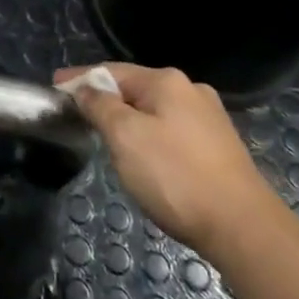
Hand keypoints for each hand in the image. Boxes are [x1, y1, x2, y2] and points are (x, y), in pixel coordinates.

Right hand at [56, 62, 275, 257]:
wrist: (244, 228)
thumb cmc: (175, 176)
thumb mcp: (125, 137)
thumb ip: (100, 106)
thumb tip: (85, 88)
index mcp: (167, 81)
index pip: (111, 71)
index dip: (80, 78)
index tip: (54, 87)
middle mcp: (191, 91)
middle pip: (134, 88)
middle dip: (104, 99)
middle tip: (77, 114)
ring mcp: (209, 119)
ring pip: (154, 111)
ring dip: (127, 119)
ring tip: (105, 136)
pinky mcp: (219, 147)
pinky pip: (171, 131)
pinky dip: (149, 136)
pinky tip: (143, 155)